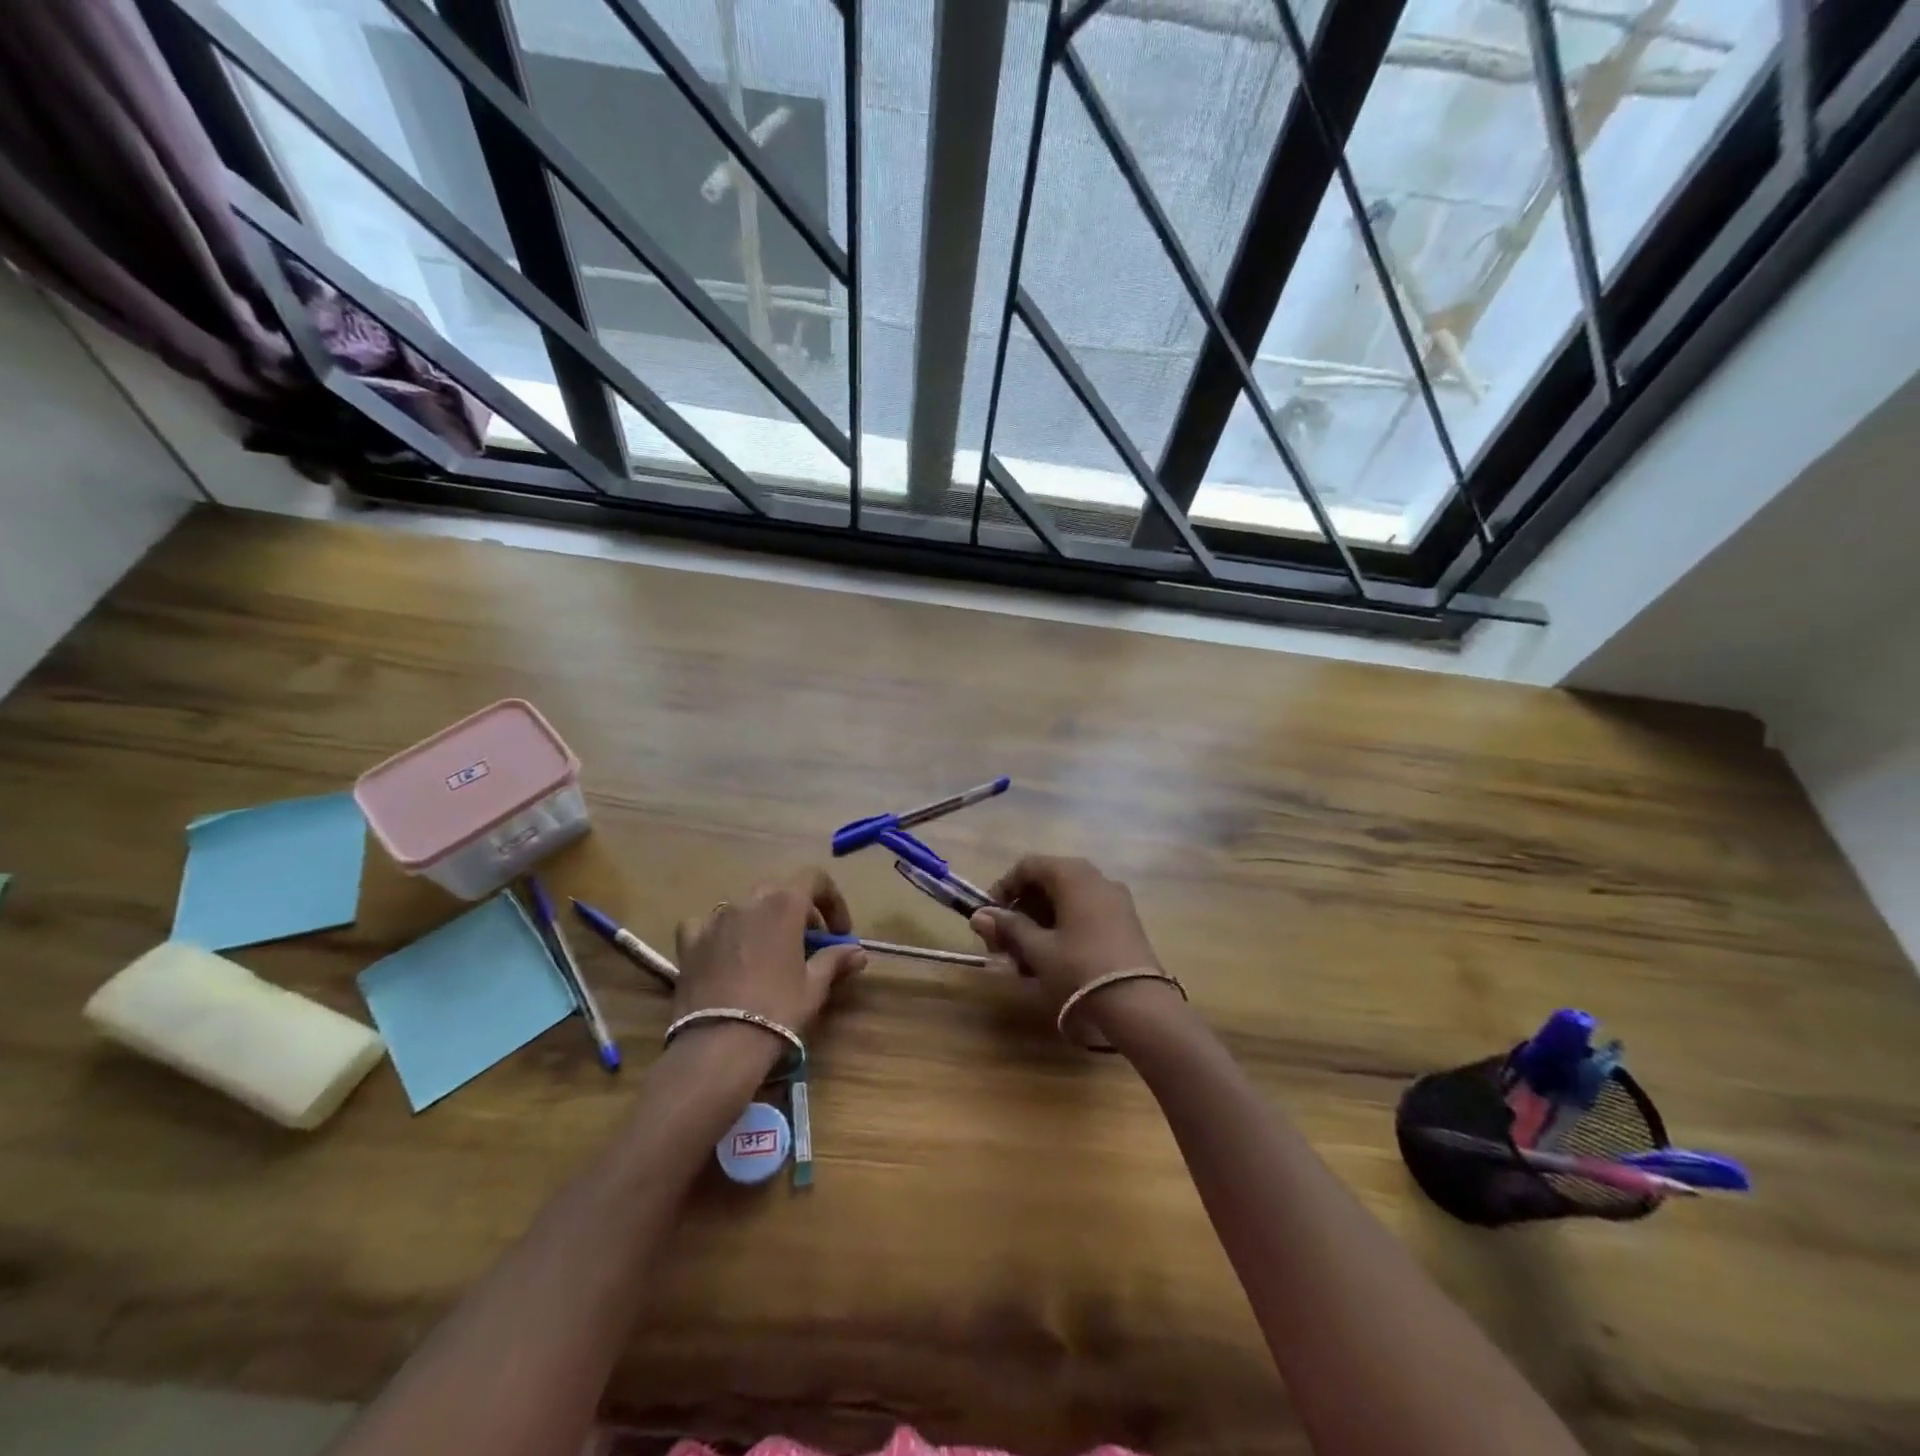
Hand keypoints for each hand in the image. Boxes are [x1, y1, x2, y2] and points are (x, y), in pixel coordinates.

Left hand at [673, 868, 866, 1040]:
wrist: (718, 1045)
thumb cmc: (777, 1010)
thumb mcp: (814, 987)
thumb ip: (835, 960)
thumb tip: (857, 952)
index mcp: (784, 905)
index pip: (814, 879)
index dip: (832, 900)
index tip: (838, 933)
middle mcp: (748, 902)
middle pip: (779, 891)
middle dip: (799, 911)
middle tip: (808, 943)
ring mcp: (714, 920)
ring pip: (744, 907)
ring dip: (761, 921)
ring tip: (768, 953)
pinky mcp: (689, 943)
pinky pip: (707, 925)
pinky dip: (721, 933)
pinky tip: (724, 953)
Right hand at [969, 856, 1170, 1036]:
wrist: (1138, 1005)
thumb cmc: (1079, 968)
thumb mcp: (1037, 949)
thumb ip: (1008, 928)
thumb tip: (978, 916)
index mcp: (1073, 874)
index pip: (1028, 866)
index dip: (1003, 888)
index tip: (989, 918)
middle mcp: (1096, 878)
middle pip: (1047, 883)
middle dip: (1020, 912)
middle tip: (1002, 945)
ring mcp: (1115, 900)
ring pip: (1065, 902)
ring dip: (1039, 925)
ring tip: (1023, 961)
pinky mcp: (1125, 923)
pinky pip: (1085, 915)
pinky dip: (1062, 931)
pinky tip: (1051, 962)